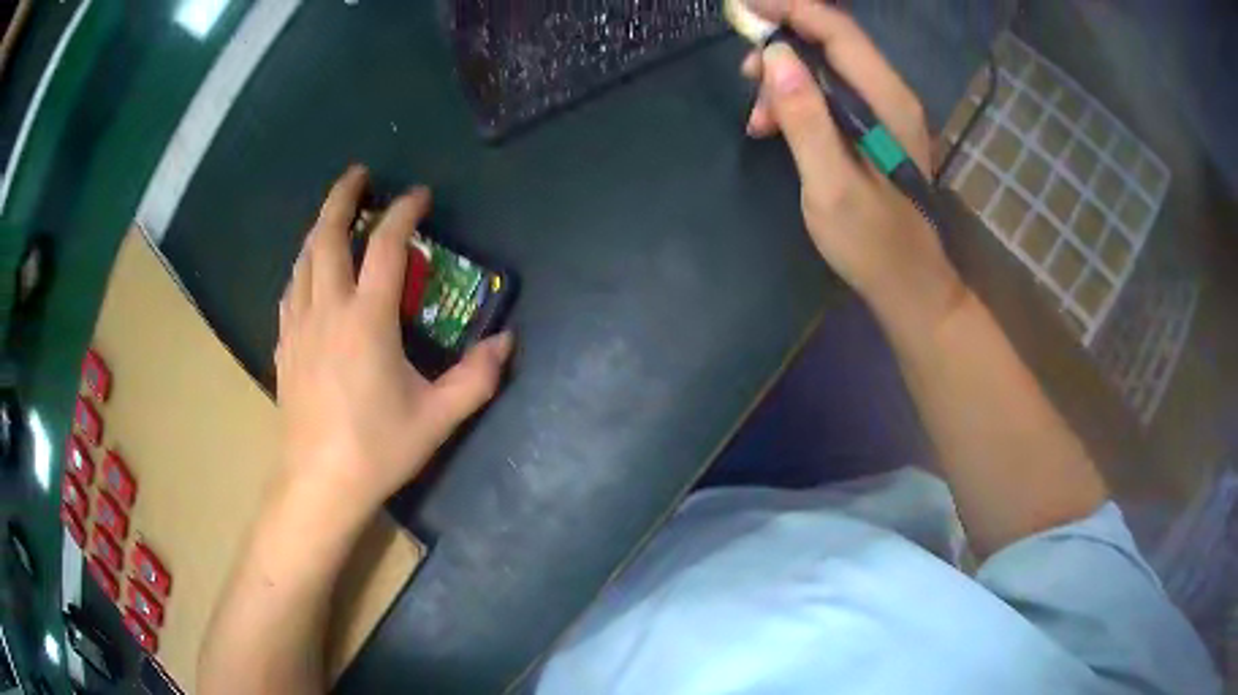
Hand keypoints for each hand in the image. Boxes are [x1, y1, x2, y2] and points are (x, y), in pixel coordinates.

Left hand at [275, 166, 512, 508]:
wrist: (319, 483)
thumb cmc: (378, 449)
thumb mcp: (438, 417)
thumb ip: (477, 377)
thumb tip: (506, 342)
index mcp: (366, 320)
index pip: (384, 247)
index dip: (403, 213)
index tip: (418, 195)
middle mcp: (327, 310)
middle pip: (327, 237)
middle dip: (343, 198)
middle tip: (359, 175)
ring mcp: (299, 326)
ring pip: (303, 260)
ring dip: (319, 228)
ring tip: (335, 214)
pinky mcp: (285, 345)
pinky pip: (291, 289)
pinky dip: (303, 266)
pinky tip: (309, 270)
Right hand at [741, 0, 965, 325]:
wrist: (908, 284)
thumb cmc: (872, 243)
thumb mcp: (831, 185)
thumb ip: (807, 118)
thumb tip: (776, 56)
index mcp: (887, 101)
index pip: (837, 30)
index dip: (790, 9)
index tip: (743, 9)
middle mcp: (891, 94)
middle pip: (831, 42)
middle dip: (781, 47)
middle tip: (744, 76)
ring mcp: (884, 110)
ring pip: (827, 67)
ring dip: (785, 80)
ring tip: (757, 119)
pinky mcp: (874, 127)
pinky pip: (830, 93)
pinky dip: (798, 101)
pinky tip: (775, 128)